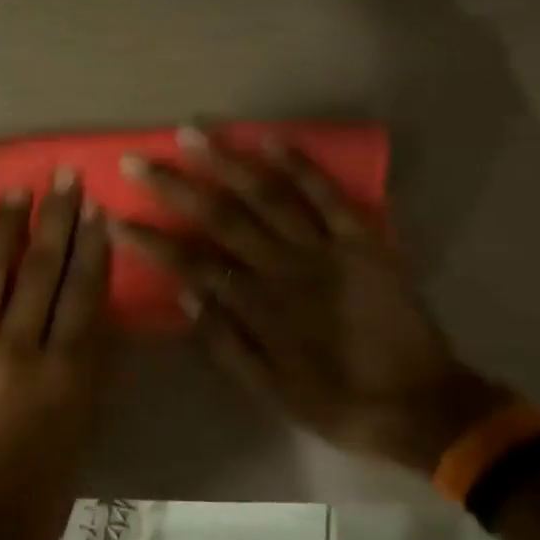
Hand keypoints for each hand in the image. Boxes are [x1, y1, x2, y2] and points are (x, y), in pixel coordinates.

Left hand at [0, 172, 113, 539]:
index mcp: (64, 372)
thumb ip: (89, 369)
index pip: (82, 291)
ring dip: (4, 229)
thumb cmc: (40, 490)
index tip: (95, 208)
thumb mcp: (83, 429)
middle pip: (40, 269)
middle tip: (62, 178)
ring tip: (15, 194)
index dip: (91, 246)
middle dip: (54, 219)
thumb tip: (92, 316)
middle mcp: (17, 349)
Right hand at [113, 129, 502, 474]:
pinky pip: (329, 196)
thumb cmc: (339, 403)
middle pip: (220, 219)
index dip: (150, 241)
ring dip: (227, 162)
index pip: (191, 265)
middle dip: (174, 187)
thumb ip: (226, 343)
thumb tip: (185, 296)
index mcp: (260, 309)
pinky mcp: (364, 241)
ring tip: (192, 133)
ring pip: (268, 196)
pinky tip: (268, 140)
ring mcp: (327, 250)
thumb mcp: (272, 391)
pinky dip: (300, 166)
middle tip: (137, 160)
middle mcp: (286, 270)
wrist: (425, 407)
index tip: (115, 218)